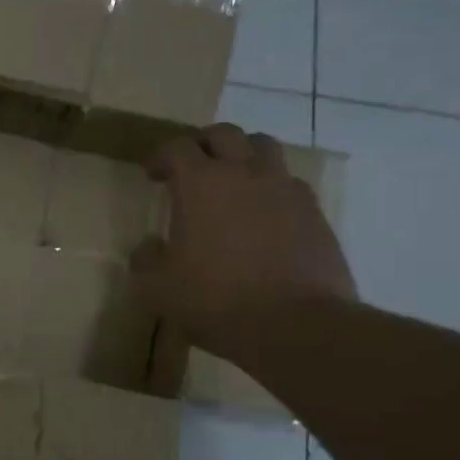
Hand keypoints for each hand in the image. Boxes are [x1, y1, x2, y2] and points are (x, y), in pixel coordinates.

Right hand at [131, 123, 355, 358]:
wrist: (295, 324)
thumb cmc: (216, 301)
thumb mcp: (158, 289)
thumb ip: (146, 260)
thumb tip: (149, 247)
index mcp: (200, 185)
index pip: (177, 148)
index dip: (160, 156)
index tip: (152, 174)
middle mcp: (244, 173)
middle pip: (223, 134)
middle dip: (202, 144)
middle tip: (191, 166)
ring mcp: (284, 189)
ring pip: (263, 146)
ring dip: (242, 154)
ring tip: (232, 179)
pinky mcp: (313, 211)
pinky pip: (289, 182)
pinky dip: (272, 186)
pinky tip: (264, 212)